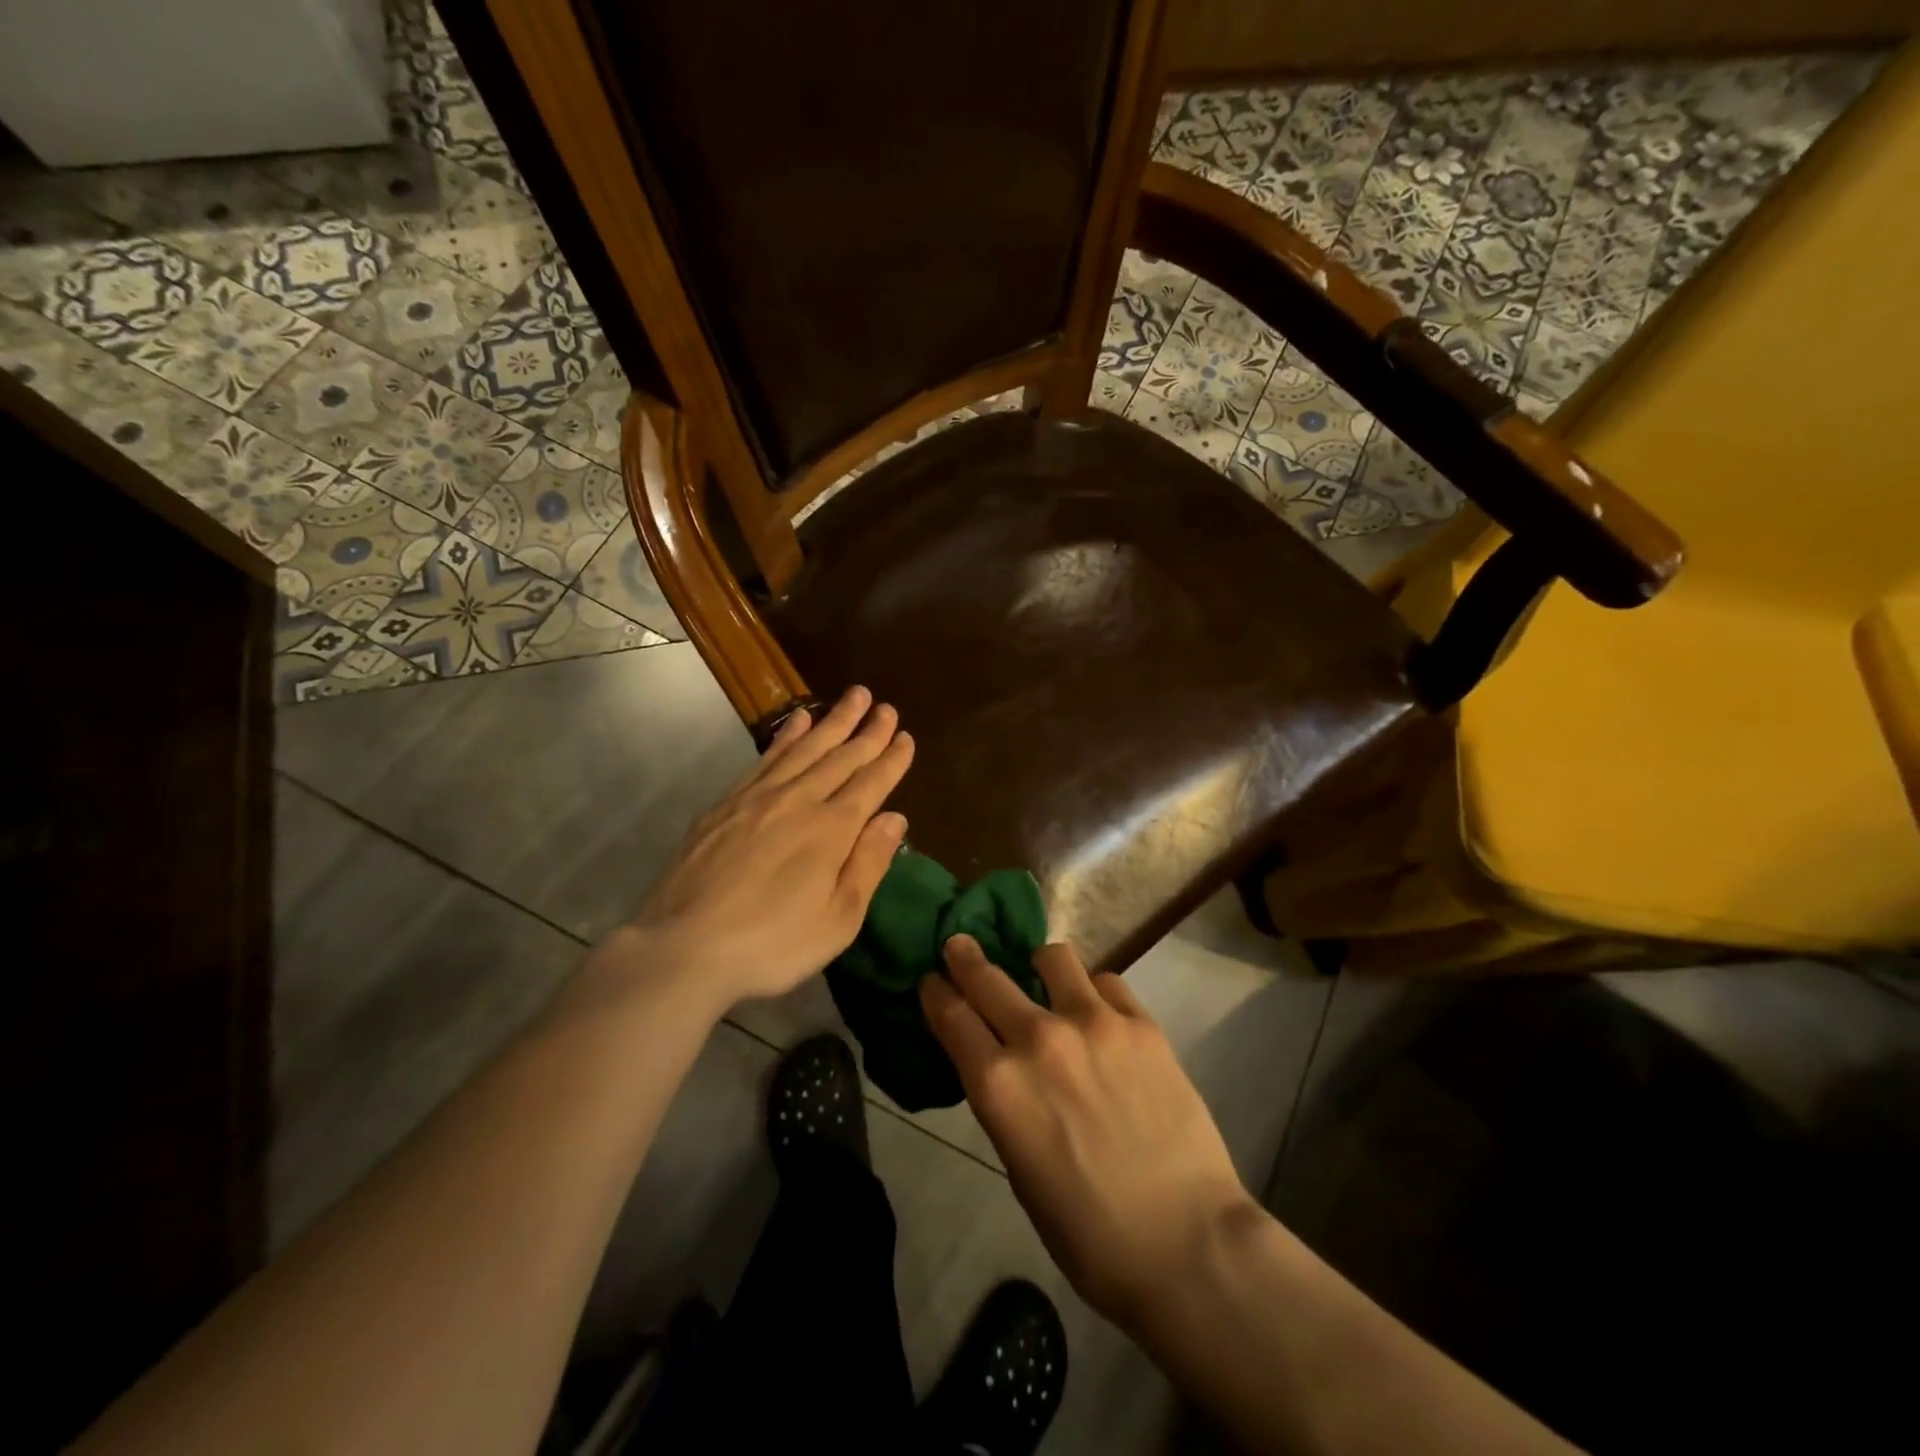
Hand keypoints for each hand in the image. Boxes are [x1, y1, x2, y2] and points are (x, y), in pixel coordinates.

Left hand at [589, 686, 913, 1015]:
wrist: (684, 947)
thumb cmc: (772, 944)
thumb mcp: (838, 920)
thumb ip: (868, 864)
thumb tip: (895, 818)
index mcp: (832, 830)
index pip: (871, 784)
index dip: (891, 760)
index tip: (906, 737)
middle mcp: (799, 801)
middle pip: (840, 757)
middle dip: (867, 731)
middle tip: (886, 706)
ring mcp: (758, 797)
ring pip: (805, 748)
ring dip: (832, 721)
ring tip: (853, 697)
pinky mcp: (726, 803)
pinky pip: (766, 758)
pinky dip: (786, 736)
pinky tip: (797, 721)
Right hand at [921, 936, 1256, 1328]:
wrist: (1186, 1243)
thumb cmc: (1089, 1233)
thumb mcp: (1020, 1170)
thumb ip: (1007, 1104)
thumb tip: (1004, 1068)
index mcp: (998, 1085)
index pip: (951, 1015)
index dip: (935, 991)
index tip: (931, 979)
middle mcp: (1038, 1039)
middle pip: (986, 976)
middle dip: (964, 957)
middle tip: (961, 946)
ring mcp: (1093, 1023)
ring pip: (1052, 958)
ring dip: (1039, 967)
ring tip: (1048, 982)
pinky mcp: (1141, 1024)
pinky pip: (1106, 982)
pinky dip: (1094, 992)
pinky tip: (1101, 1015)